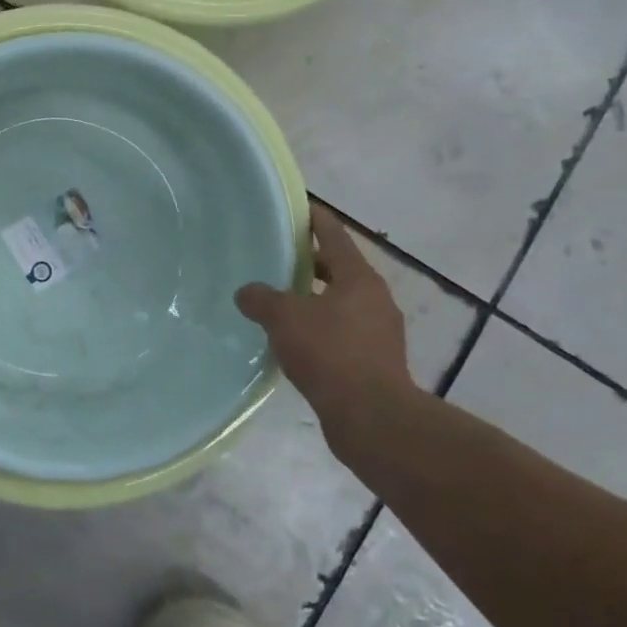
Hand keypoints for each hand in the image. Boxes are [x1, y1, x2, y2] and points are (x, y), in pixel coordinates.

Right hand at [235, 201, 416, 459]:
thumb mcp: (284, 318)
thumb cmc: (330, 353)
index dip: (314, 219)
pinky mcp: (376, 362)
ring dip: (315, 298)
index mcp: (358, 278)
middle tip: (278, 257)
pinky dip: (321, 328)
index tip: (298, 208)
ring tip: (281, 300)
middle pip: (340, 269)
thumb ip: (261, 298)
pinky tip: (296, 340)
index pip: (334, 235)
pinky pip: (343, 332)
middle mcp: (375, 299)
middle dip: (311, 261)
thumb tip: (247, 292)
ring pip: (342, 302)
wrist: (371, 418)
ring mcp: (380, 332)